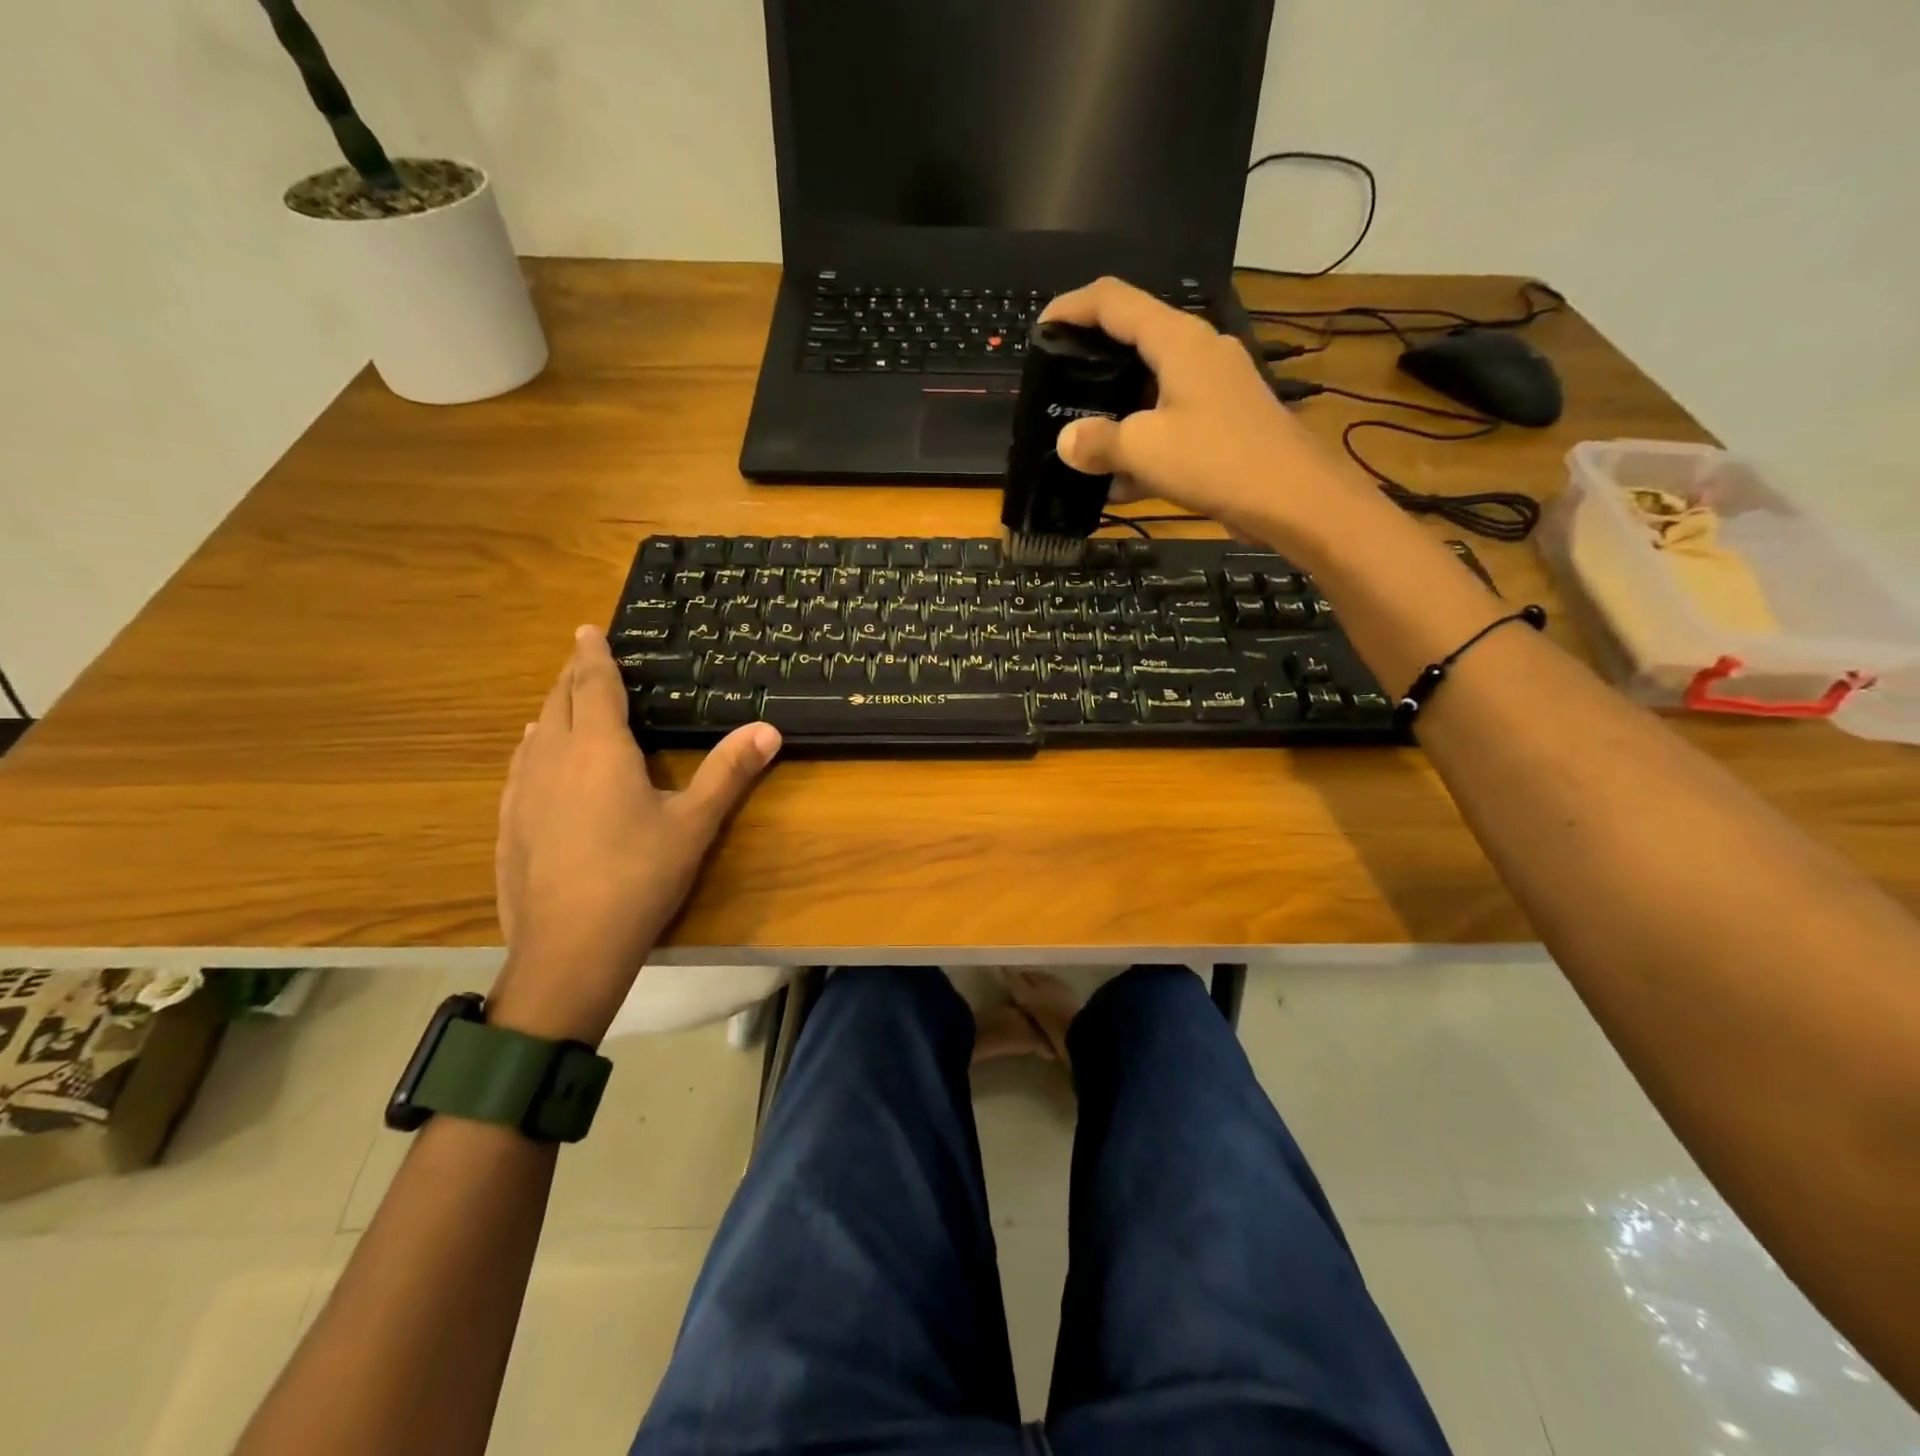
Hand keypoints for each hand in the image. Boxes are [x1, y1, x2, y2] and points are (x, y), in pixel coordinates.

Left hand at [490, 628, 781, 1040]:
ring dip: (551, 708)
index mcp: (599, 749)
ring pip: (535, 732)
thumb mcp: (694, 823)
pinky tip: (533, 755)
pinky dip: (533, 745)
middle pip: (558, 701)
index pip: (593, 686)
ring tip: (562, 699)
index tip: (588, 629)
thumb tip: (770, 729)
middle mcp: (553, 758)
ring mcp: (523, 791)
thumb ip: (729, 772)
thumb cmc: (639, 876)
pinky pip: (520, 765)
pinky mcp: (509, 822)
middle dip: (572, 675)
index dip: (593, 655)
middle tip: (583, 657)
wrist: (569, 948)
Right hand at [1041, 277, 1359, 547]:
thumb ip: (1099, 441)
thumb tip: (1067, 441)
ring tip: (1081, 436)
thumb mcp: (1145, 450)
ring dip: (1115, 409)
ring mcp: (1215, 387)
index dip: (1072, 307)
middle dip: (1092, 360)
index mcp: (1177, 340)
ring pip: (1151, 386)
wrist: (1293, 498)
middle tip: (1058, 385)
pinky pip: (1171, 420)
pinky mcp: (1224, 421)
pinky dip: (1142, 441)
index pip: (1114, 300)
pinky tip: (1118, 479)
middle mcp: (1198, 351)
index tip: (1041, 329)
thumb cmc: (1217, 459)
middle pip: (1134, 339)